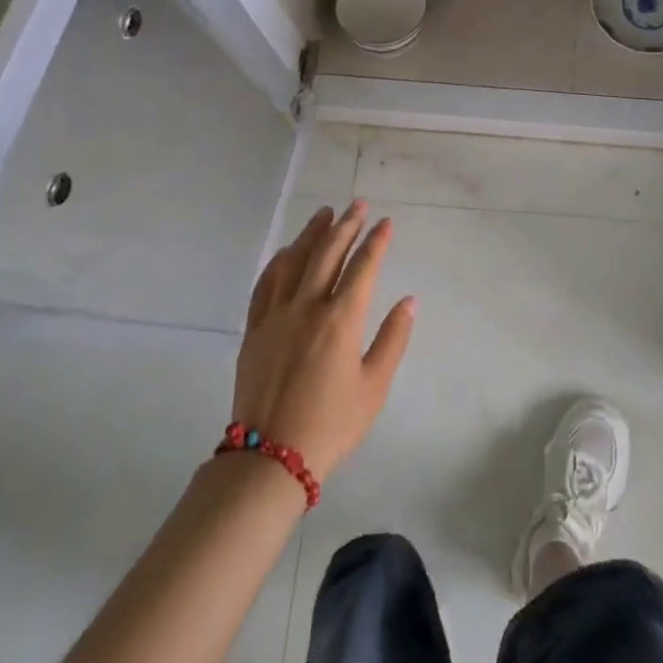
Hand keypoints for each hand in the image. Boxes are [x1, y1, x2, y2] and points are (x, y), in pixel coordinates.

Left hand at [230, 202, 415, 480]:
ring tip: (325, 213)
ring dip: (312, 233)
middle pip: (328, 253)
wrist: (269, 458)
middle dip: (346, 225)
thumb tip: (408, 301)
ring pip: (295, 260)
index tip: (386, 222)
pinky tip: (287, 251)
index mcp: (341, 320)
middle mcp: (308, 306)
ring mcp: (276, 315)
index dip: (377, 241)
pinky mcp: (254, 329)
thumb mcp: (374, 388)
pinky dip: (279, 261)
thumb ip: (393, 340)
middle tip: (358, 205)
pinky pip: (266, 283)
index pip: (363, 267)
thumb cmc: (331, 425)